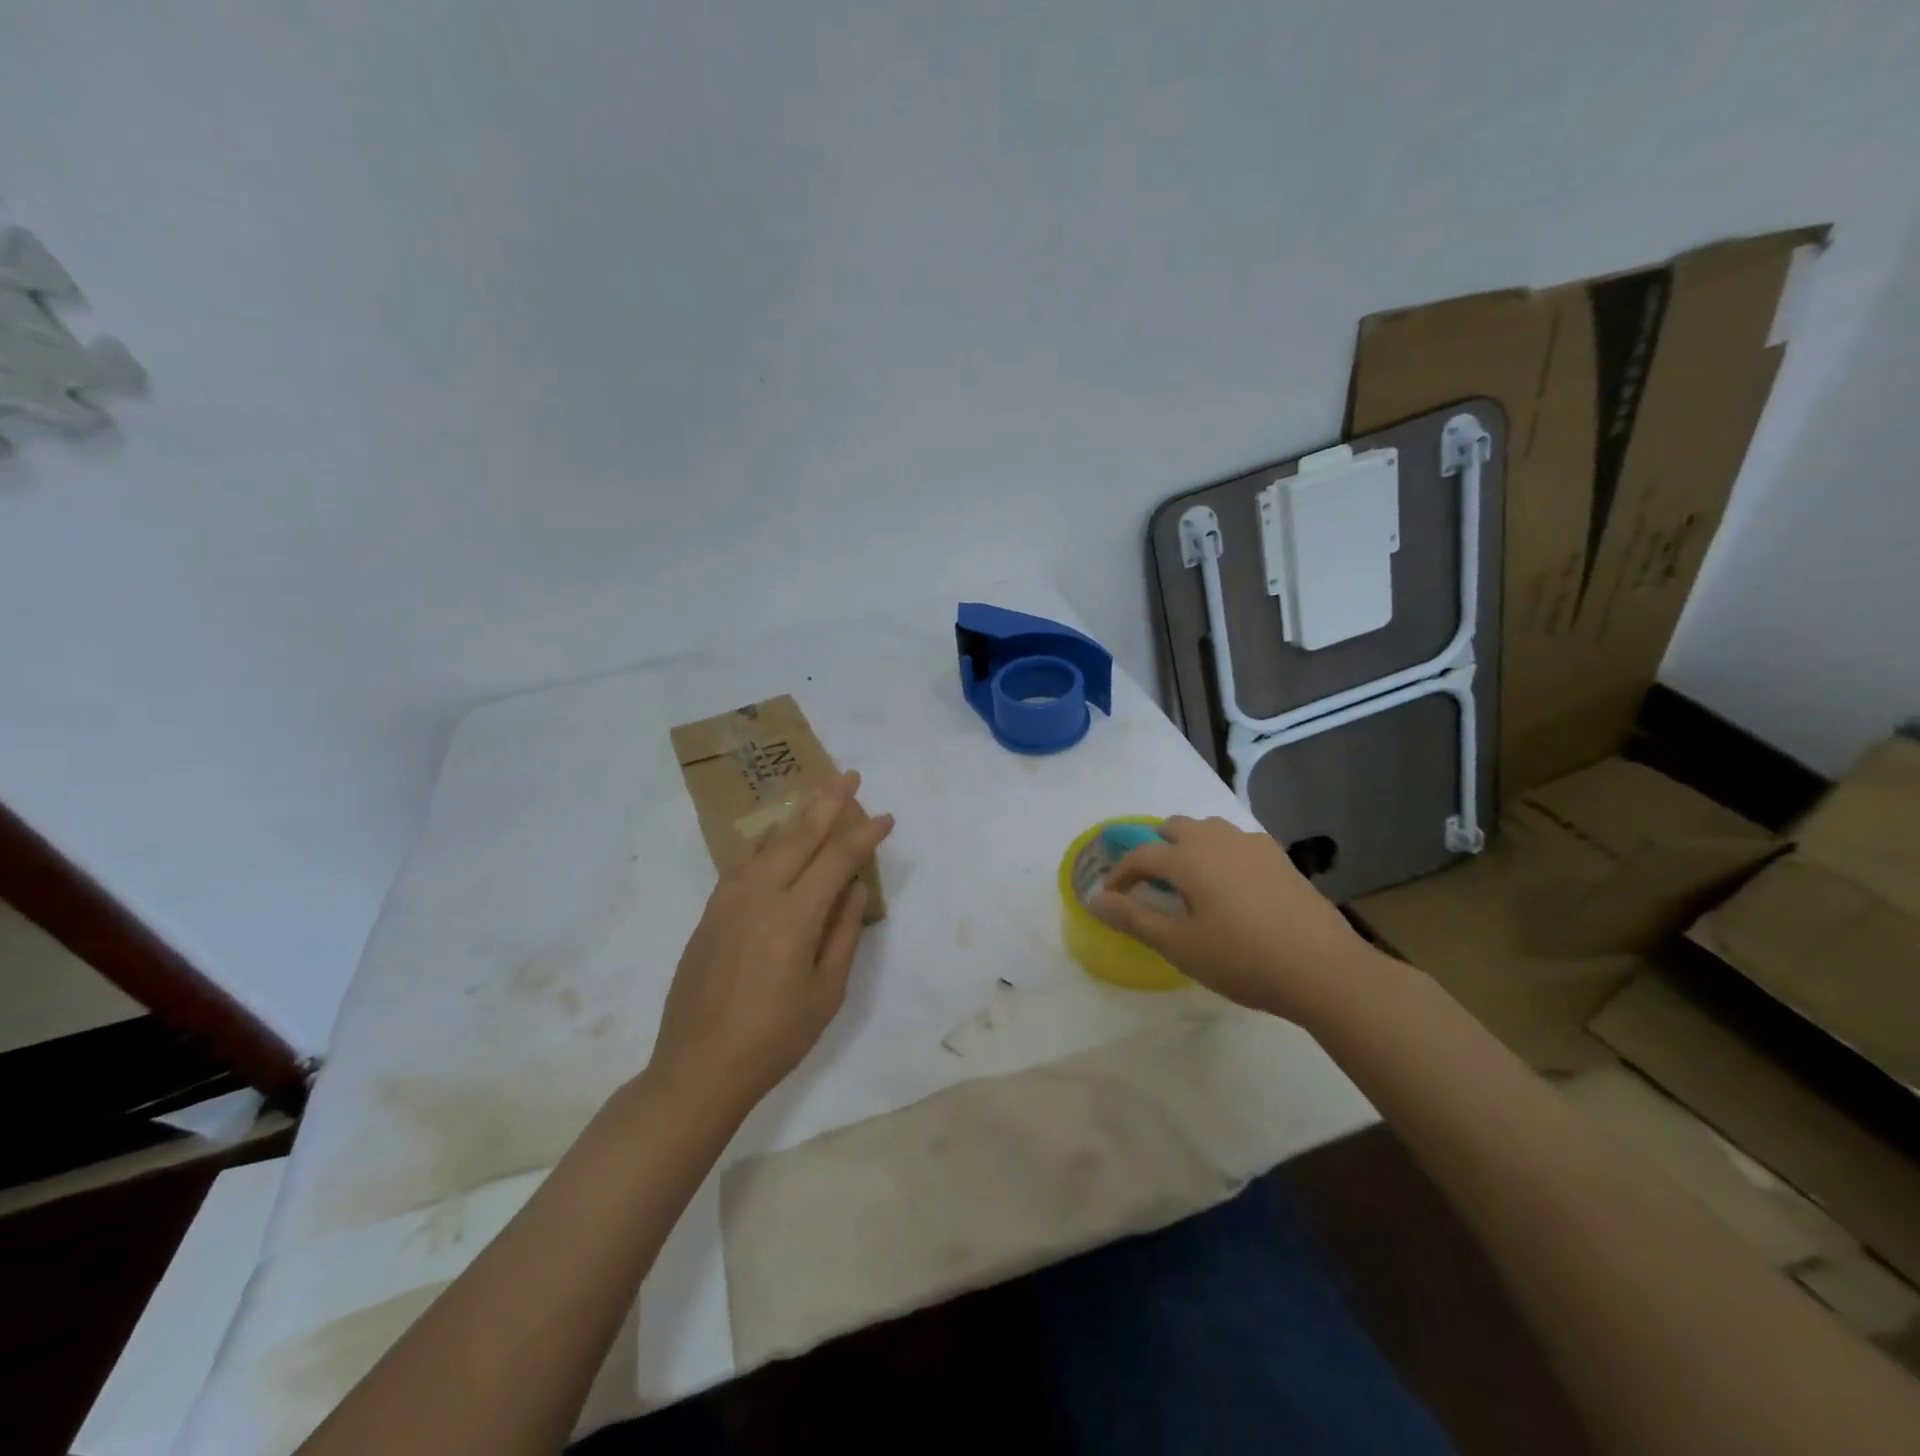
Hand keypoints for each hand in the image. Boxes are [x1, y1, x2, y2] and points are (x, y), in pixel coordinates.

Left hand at [649, 772, 893, 1118]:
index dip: (864, 835)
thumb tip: (855, 888)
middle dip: (829, 803)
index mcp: (795, 916)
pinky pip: (742, 861)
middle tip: (849, 777)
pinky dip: (764, 841)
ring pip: (768, 843)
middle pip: (800, 836)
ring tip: (816, 796)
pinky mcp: (711, 911)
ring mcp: (730, 900)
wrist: (698, 1067)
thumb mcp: (826, 993)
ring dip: (796, 816)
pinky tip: (772, 836)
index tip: (886, 818)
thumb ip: (844, 934)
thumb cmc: (774, 1038)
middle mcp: (760, 895)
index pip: (837, 859)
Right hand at [1092, 815, 1379, 1023]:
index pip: (1142, 855)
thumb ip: (1134, 919)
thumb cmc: (1243, 960)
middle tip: (1151, 881)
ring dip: (1190, 844)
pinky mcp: (1280, 859)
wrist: (1324, 970)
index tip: (1111, 895)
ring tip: (1189, 878)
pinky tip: (1230, 884)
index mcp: (1190, 859)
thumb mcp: (1180, 946)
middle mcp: (1219, 840)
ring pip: (1210, 828)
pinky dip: (1221, 852)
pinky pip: (1238, 841)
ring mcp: (1254, 846)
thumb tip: (1095, 899)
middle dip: (1156, 848)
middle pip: (1176, 827)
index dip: (1121, 873)